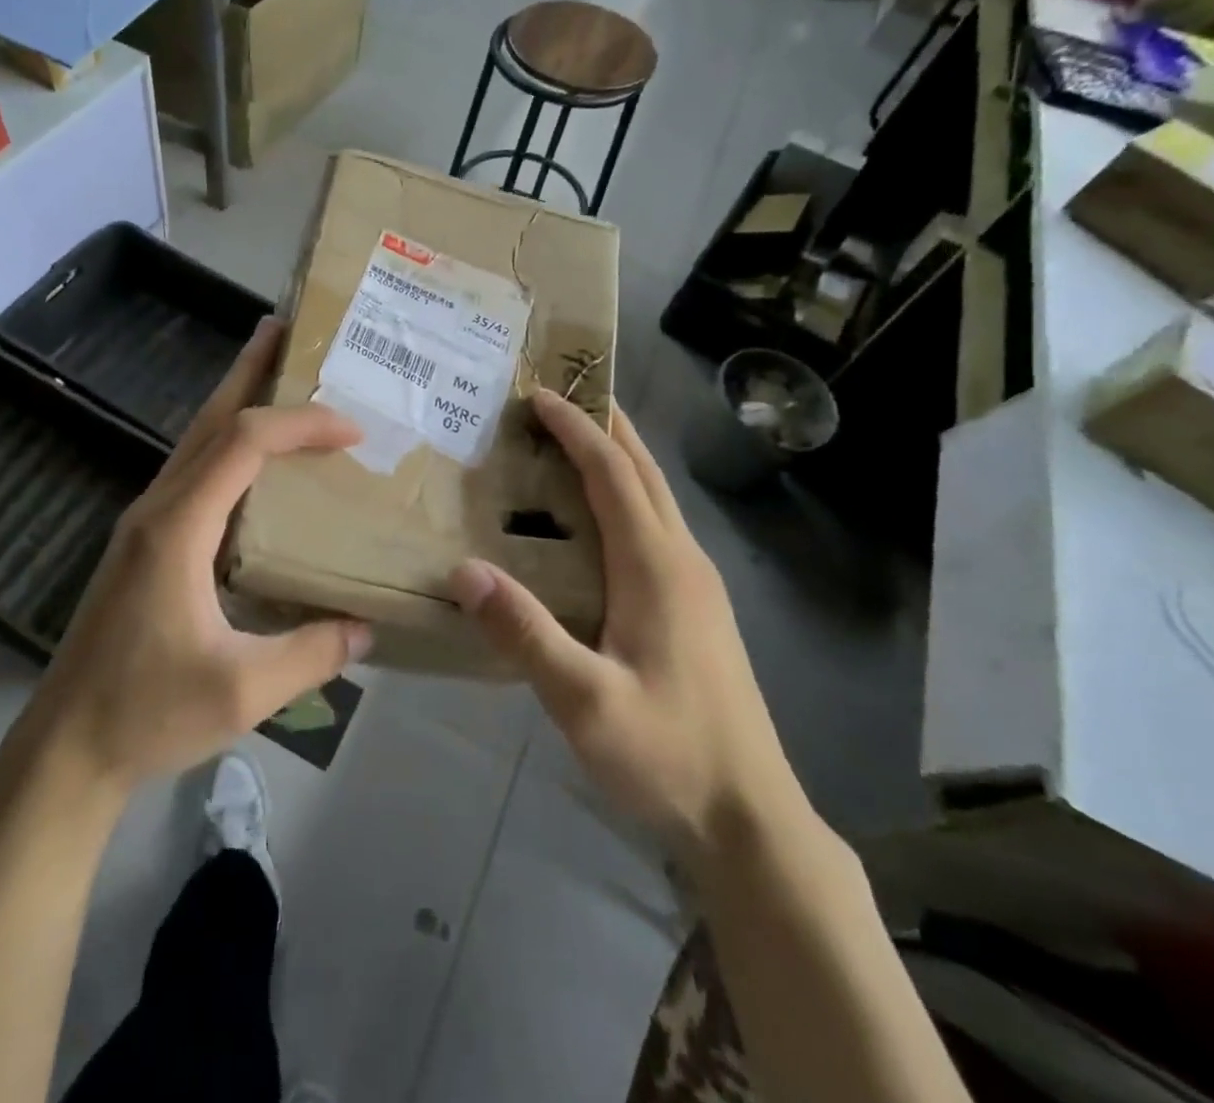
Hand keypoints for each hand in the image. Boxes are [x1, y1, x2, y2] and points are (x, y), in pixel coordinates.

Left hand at [26, 318, 371, 792]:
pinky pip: (192, 473)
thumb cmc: (148, 713)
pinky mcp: (143, 543)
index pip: (242, 444)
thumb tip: (366, 625)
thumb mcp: (245, 691)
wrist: (67, 746)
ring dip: (234, 404)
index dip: (299, 424)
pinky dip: (225, 446)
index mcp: (178, 527)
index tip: (352, 428)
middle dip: (248, 371)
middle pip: (207, 420)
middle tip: (284, 330)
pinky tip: (250, 460)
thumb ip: (313, 653)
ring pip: (194, 442)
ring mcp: (144, 523)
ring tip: (273, 376)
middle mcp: (157, 508)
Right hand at [450, 391, 804, 867]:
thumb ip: (525, 633)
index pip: (612, 474)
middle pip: (643, 471)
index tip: (538, 393)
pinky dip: (624, 494)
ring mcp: (696, 585)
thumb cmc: (667, 756)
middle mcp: (682, 561)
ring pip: (654, 497)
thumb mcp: (585, 703)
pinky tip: (596, 515)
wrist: (750, 820)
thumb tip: (463, 570)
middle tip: (558, 393)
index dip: (576, 428)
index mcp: (657, 568)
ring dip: (617, 456)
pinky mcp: (695, 608)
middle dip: (604, 423)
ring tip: (571, 437)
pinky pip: (655, 526)